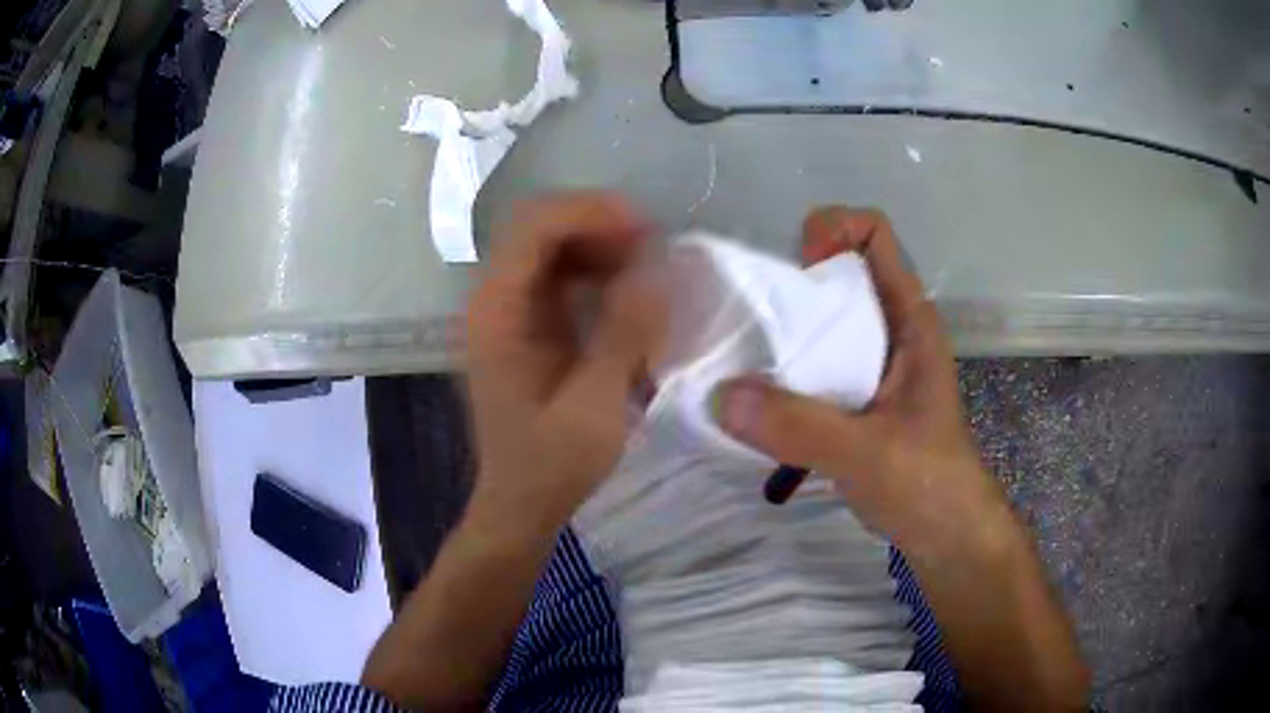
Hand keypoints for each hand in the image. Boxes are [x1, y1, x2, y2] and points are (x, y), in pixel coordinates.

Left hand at [465, 193, 664, 531]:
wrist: (520, 503)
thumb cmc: (550, 464)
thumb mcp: (595, 405)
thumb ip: (624, 334)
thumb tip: (660, 271)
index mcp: (497, 312)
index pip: (534, 228)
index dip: (589, 213)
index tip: (645, 229)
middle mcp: (495, 299)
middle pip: (540, 228)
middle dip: (597, 224)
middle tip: (652, 245)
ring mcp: (509, 311)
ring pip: (552, 247)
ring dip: (599, 245)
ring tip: (647, 263)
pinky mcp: (527, 326)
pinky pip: (560, 276)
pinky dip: (596, 271)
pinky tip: (628, 290)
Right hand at [715, 207, 1010, 557]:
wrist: (947, 536)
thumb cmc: (928, 484)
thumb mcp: (868, 453)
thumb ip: (800, 426)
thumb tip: (720, 396)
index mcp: (909, 319)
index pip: (874, 234)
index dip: (833, 230)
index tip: (795, 271)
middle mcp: (890, 330)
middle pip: (838, 274)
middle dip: (791, 283)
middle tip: (746, 319)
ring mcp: (872, 365)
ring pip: (822, 321)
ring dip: (781, 331)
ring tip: (738, 357)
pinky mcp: (855, 399)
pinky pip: (813, 364)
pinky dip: (783, 370)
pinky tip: (756, 399)